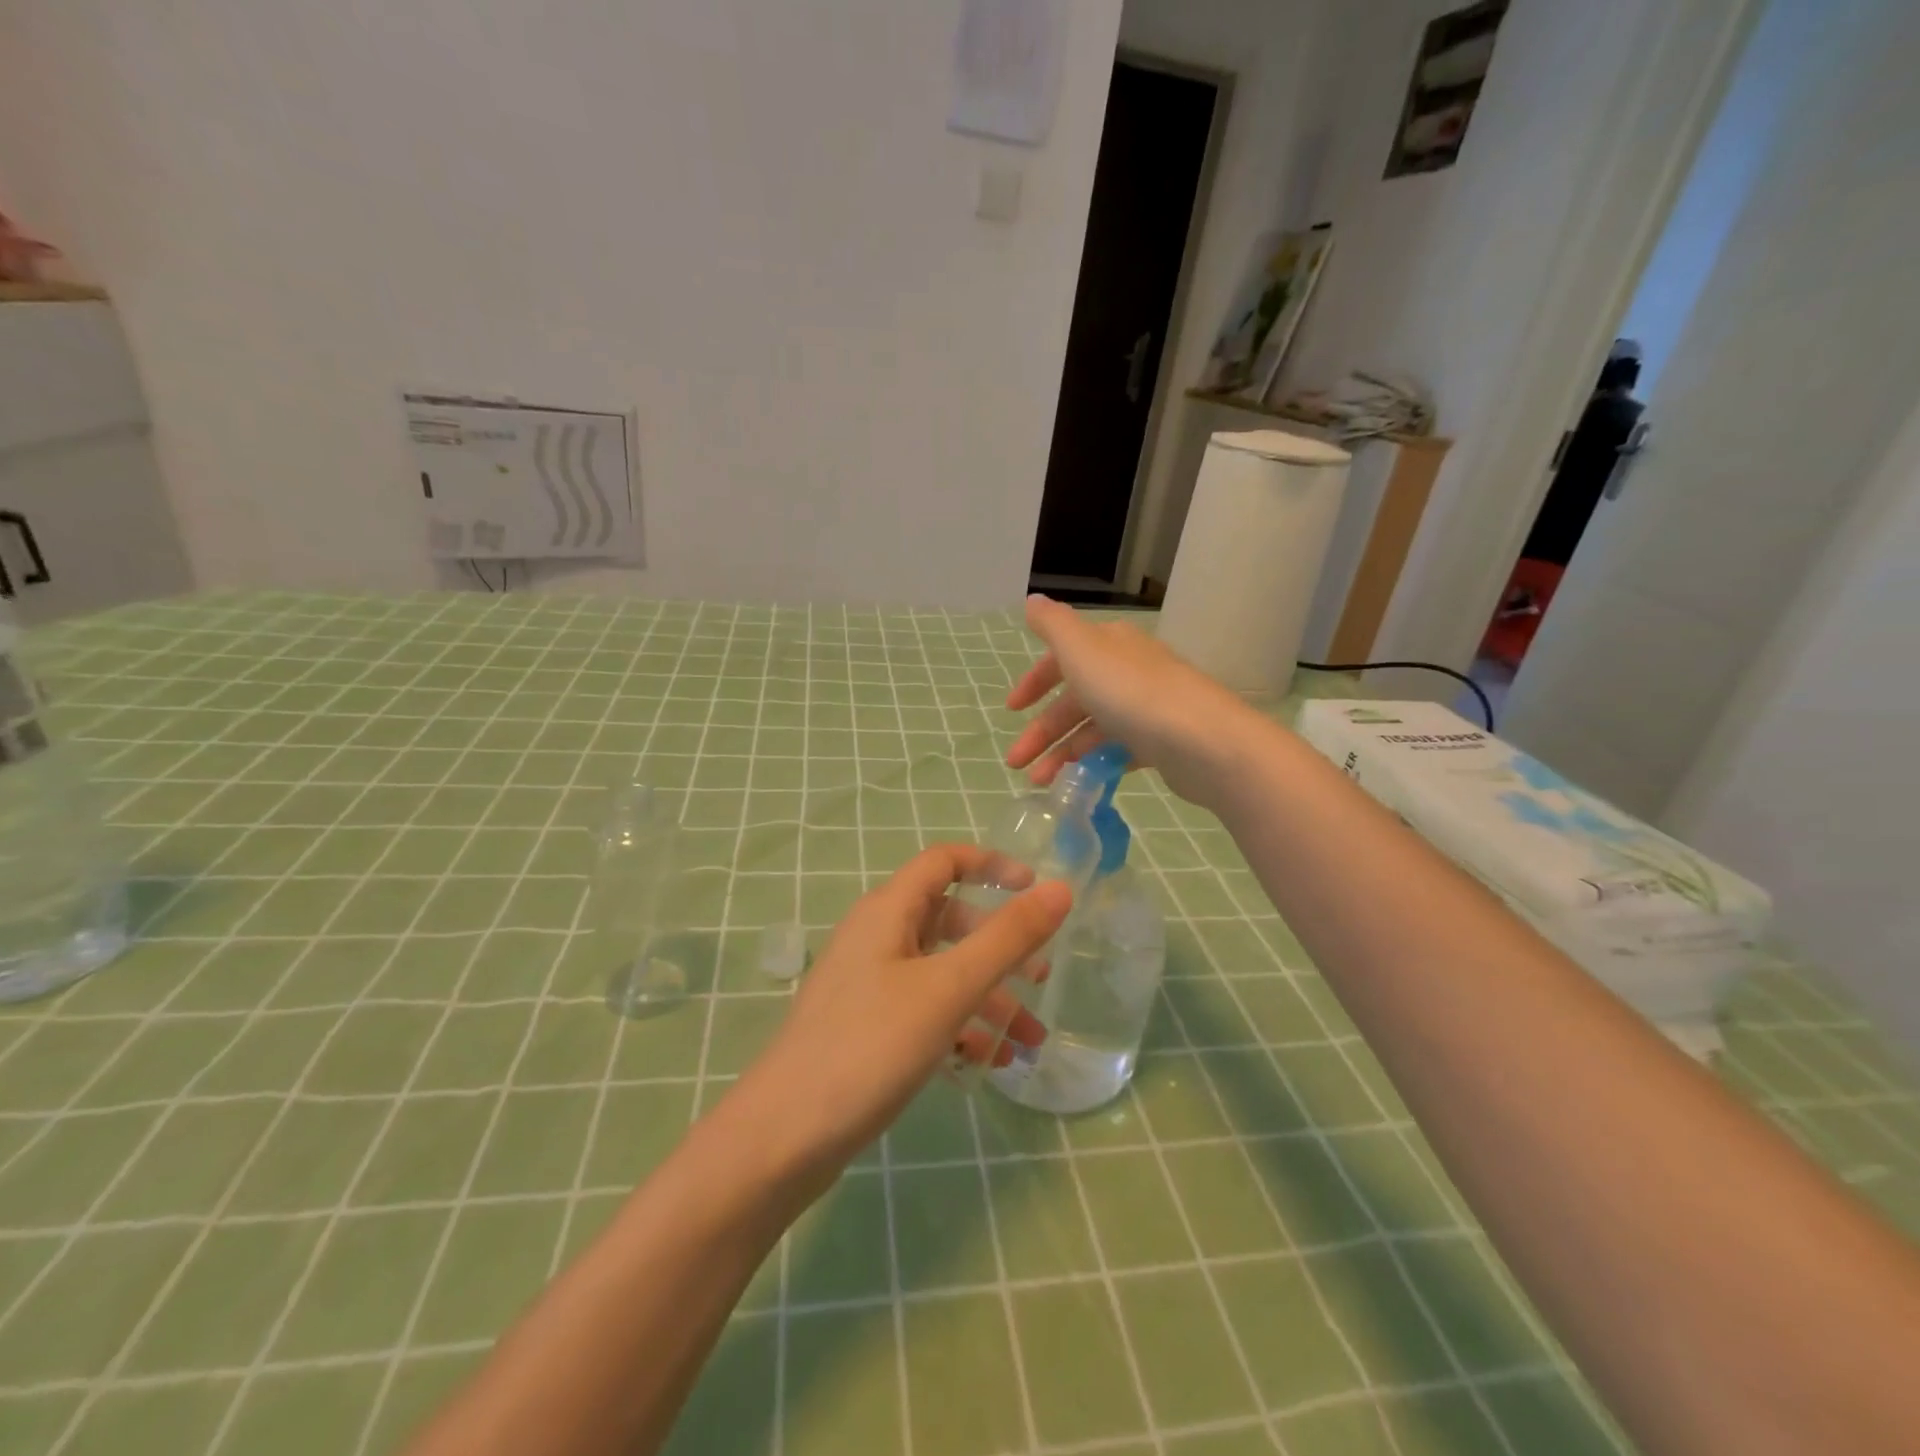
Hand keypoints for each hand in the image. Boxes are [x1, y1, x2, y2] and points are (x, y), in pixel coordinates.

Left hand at [728, 845, 1071, 1176]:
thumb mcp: (949, 988)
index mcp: (888, 911)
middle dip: (999, 945)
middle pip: (948, 920)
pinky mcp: (866, 1027)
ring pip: (941, 972)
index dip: (992, 865)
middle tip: (1041, 977)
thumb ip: (1007, 938)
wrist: (783, 1137)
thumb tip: (1060, 889)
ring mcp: (868, 984)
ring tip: (1030, 1040)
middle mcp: (876, 938)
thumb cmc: (870, 1046)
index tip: (1036, 889)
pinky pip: (924, 1010)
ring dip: (987, 997)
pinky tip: (988, 1062)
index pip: (944, 861)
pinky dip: (959, 1026)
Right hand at [1005, 595, 1259, 809]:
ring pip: (1092, 730)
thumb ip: (1053, 626)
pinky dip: (1094, 764)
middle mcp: (1127, 671)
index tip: (1010, 710)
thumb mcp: (1081, 650)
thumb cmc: (1131, 692)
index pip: (1063, 658)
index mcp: (1108, 646)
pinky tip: (1079, 783)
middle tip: (1015, 762)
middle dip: (1041, 730)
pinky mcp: (1159, 743)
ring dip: (1061, 754)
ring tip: (1040, 782)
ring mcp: (1145, 708)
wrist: (1201, 740)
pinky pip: (1117, 752)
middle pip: (1074, 700)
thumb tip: (1033, 600)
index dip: (1034, 682)